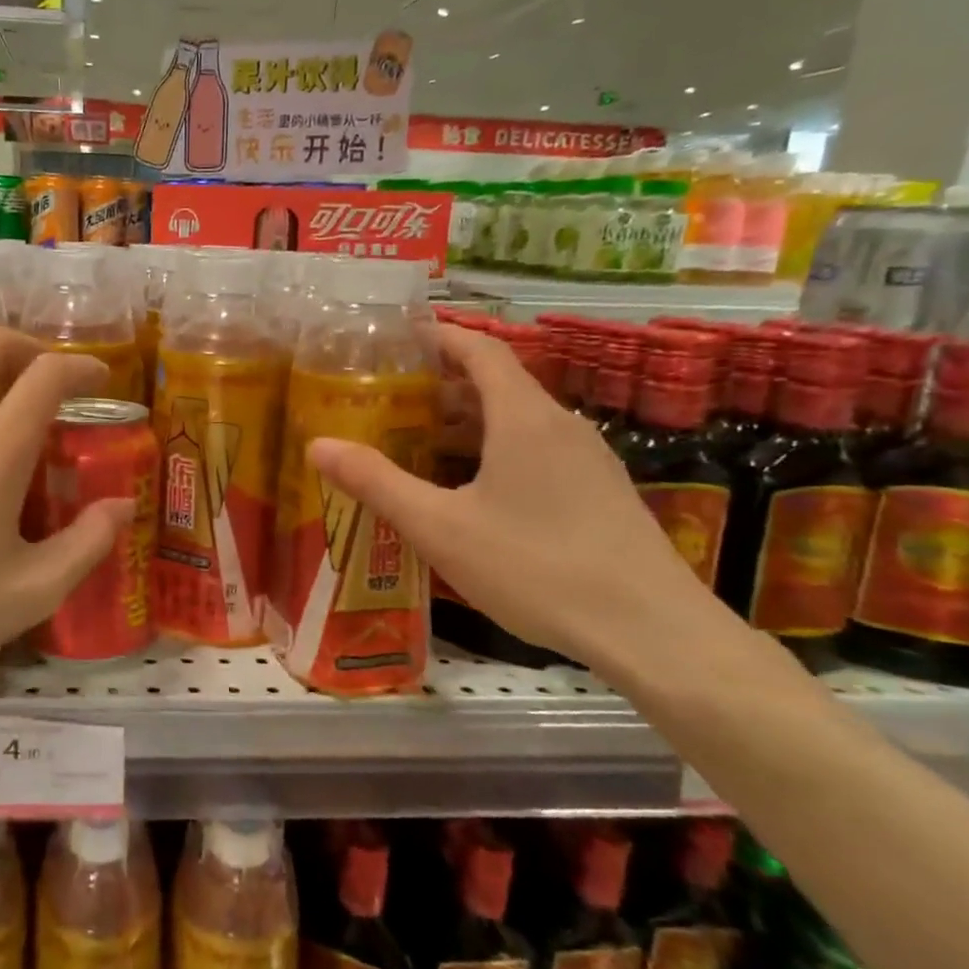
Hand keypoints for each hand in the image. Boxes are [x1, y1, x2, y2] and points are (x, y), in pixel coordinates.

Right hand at [308, 324, 712, 676]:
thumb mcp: (440, 527)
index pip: (480, 349)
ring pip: (518, 421)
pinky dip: (496, 451)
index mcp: (523, 417)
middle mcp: (560, 425)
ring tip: (419, 444)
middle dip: (442, 385)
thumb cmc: (536, 567)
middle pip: (497, 384)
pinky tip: (472, 493)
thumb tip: (316, 445)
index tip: (398, 338)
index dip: (439, 336)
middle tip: (391, 400)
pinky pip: (538, 451)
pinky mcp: (601, 493)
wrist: (652, 632)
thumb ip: (377, 482)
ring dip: (468, 422)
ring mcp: (588, 460)